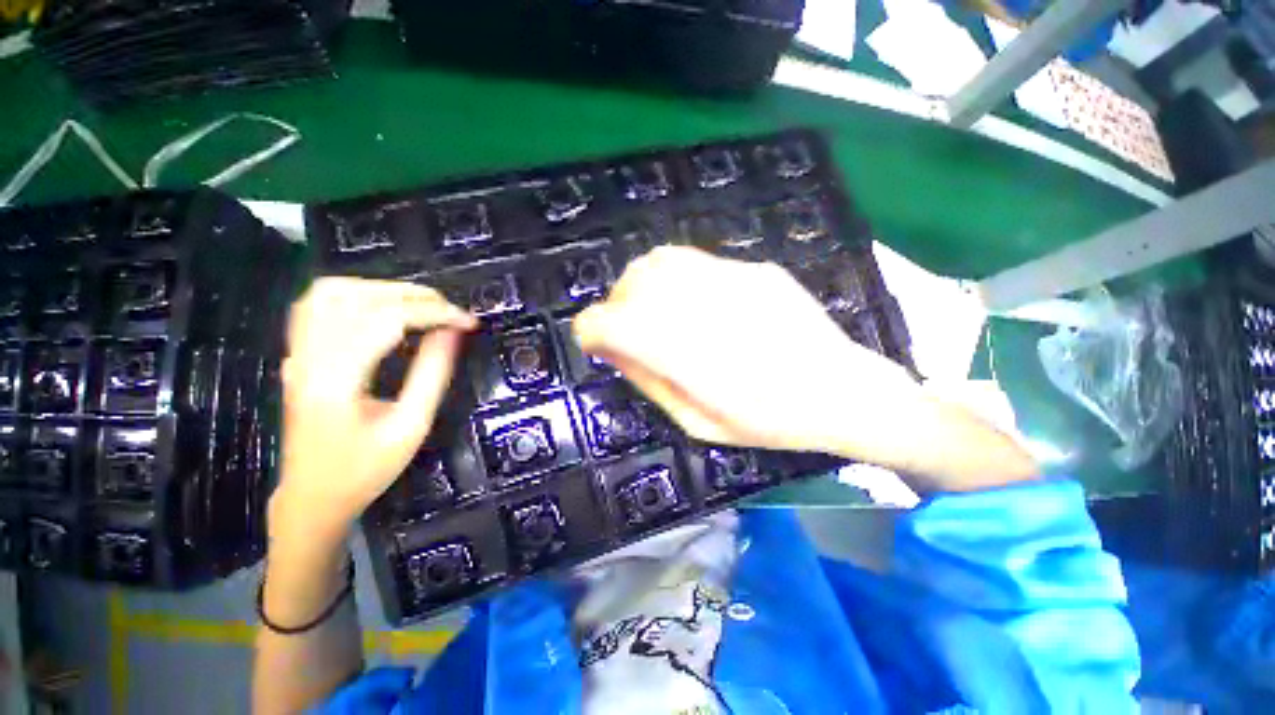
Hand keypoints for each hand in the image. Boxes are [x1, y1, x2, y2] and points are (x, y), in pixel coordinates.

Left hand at [271, 278, 476, 539]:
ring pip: (330, 294)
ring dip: (381, 290)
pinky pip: (316, 306)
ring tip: (420, 305)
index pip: (387, 321)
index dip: (434, 313)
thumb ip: (432, 374)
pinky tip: (379, 307)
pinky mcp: (297, 356)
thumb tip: (452, 332)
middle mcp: (309, 359)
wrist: (313, 497)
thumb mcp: (411, 426)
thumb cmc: (365, 470)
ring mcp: (297, 355)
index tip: (468, 321)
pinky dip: (354, 296)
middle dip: (412, 296)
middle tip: (450, 310)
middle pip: (357, 298)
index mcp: (336, 381)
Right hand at [573, 247, 918, 456]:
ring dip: (641, 285)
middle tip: (626, 330)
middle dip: (615, 307)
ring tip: (654, 310)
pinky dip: (674, 278)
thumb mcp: (697, 422)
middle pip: (631, 285)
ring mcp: (732, 279)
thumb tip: (615, 350)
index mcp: (685, 356)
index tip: (596, 344)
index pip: (609, 324)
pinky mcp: (753, 269)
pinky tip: (692, 301)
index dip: (591, 332)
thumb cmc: (768, 422)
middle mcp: (702, 308)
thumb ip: (651, 382)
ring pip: (658, 262)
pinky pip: (694, 261)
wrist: (841, 390)